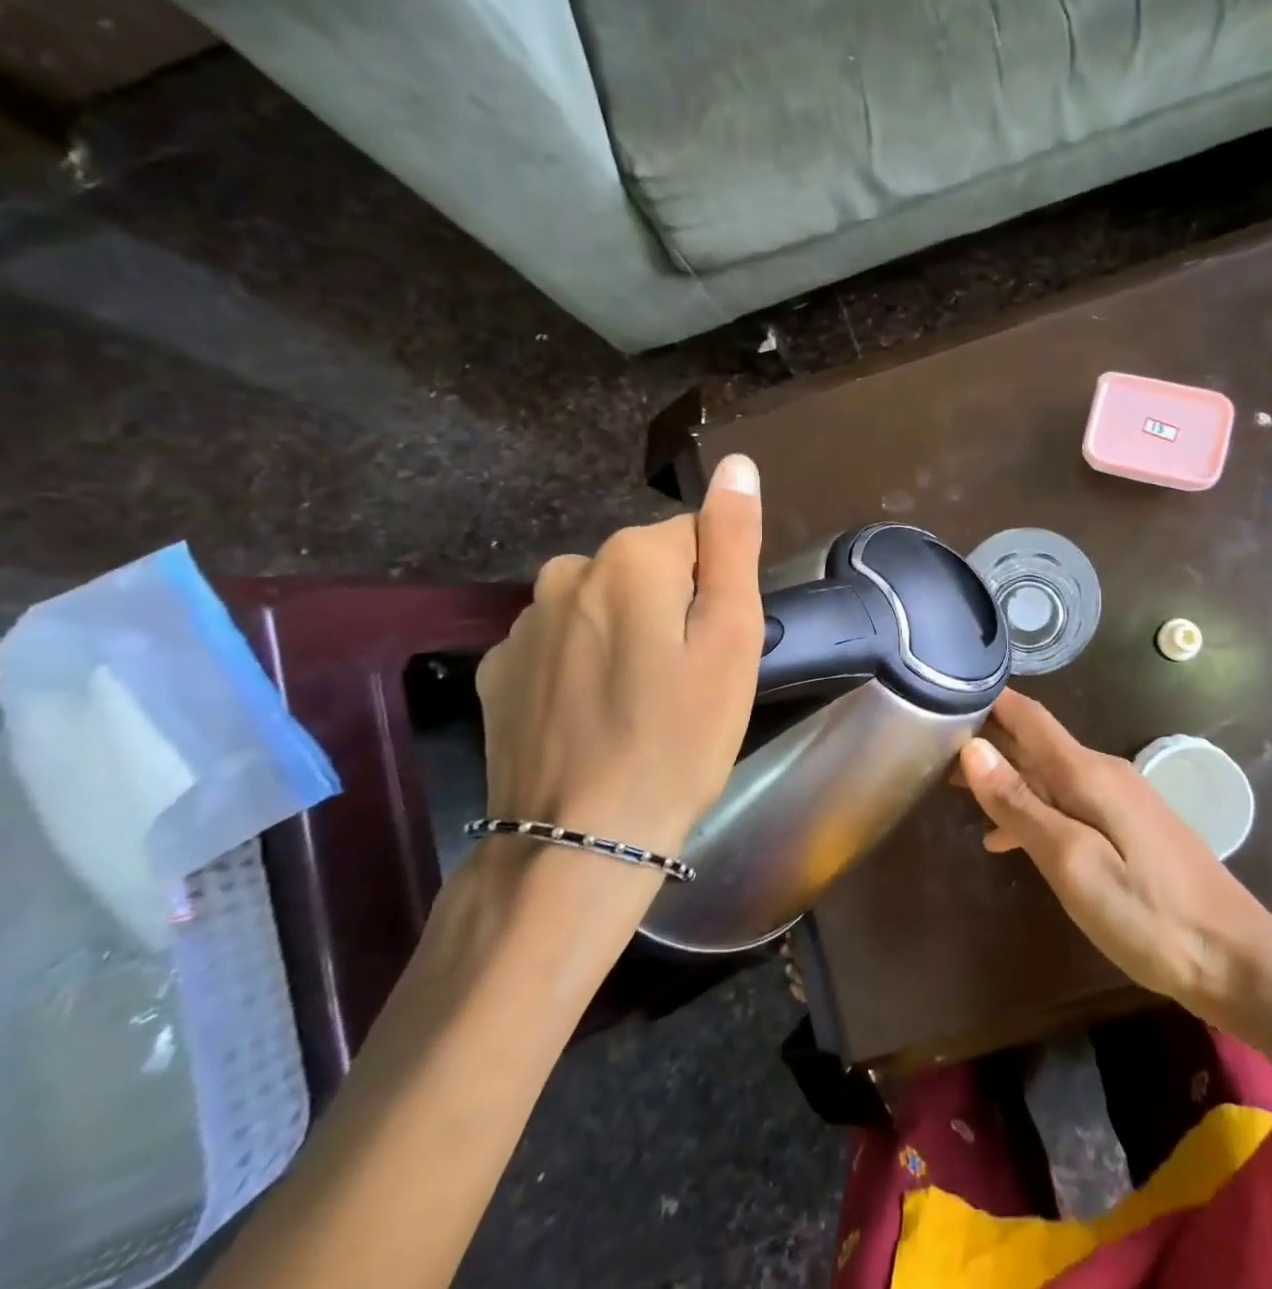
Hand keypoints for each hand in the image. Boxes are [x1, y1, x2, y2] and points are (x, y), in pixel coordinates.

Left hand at [473, 454, 763, 925]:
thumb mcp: (731, 637)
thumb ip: (733, 542)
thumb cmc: (680, 736)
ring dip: (628, 636)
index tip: (716, 649)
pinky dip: (584, 666)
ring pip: (603, 606)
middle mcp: (567, 571)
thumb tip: (737, 464)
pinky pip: (561, 644)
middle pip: (646, 570)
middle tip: (688, 681)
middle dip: (672, 608)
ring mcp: (522, 623)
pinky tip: (594, 719)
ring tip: (643, 705)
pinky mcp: (498, 670)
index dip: (717, 592)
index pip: (696, 539)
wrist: (581, 842)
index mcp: (631, 557)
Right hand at [958, 691, 1271, 1025]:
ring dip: (1005, 780)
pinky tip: (1006, 838)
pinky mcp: (1128, 827)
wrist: (1234, 958)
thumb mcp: (1072, 863)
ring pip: (1048, 775)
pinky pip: (1068, 803)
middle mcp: (1104, 773)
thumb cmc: (1148, 915)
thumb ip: (1021, 805)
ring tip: (954, 792)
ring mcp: (1119, 800)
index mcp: (1089, 773)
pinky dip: (1032, 810)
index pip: (1029, 717)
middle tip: (931, 754)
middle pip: (1035, 744)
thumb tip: (973, 749)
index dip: (989, 701)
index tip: (944, 693)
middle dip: (986, 744)